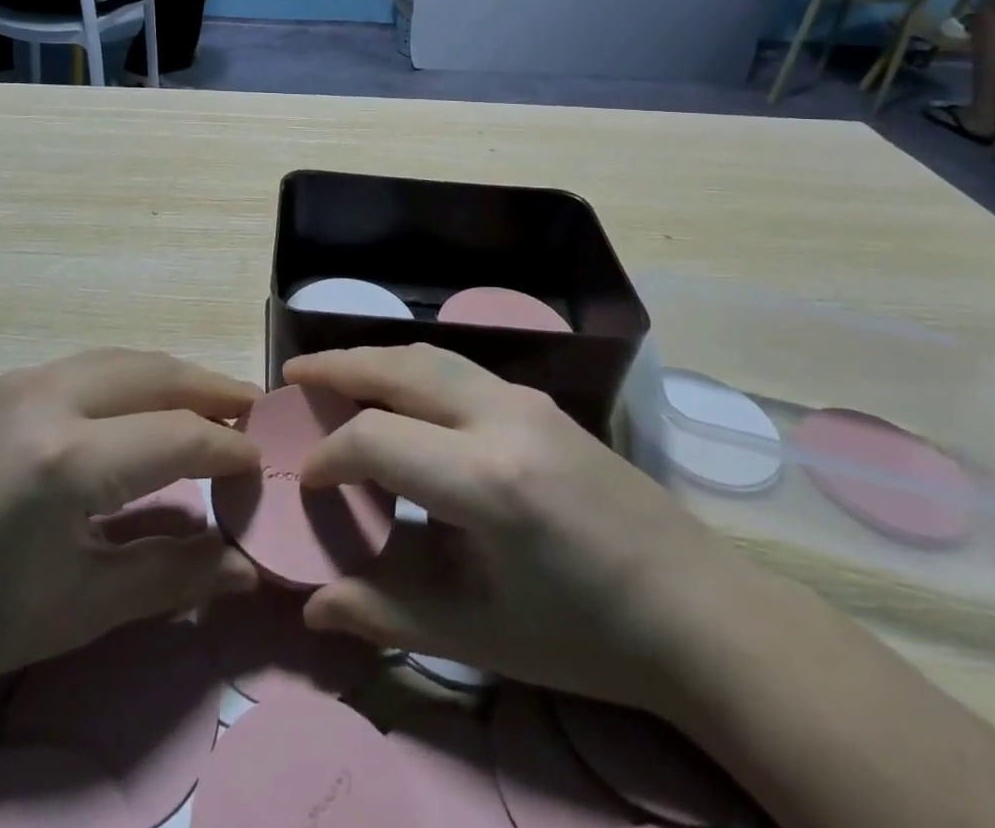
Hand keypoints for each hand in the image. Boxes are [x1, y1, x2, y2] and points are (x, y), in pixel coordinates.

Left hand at [0, 350, 260, 714]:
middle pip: (158, 373)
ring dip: (173, 377)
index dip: (229, 450)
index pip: (179, 436)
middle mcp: (49, 396)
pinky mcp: (3, 383)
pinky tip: (141, 408)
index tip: (260, 466)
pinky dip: (132, 379)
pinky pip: (90, 366)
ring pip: (125, 359)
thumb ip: (174, 576)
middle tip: (251, 412)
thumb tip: (246, 567)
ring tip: (208, 404)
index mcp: (68, 457)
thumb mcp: (84, 605)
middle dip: (213, 390)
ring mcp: (21, 380)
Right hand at [287, 345, 721, 713]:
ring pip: (432, 355)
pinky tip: (401, 394)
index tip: (305, 480)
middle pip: (401, 367)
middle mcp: (504, 418)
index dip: (329, 455)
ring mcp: (528, 401)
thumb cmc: (588, 639)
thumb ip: (389, 613)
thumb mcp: (482, 639)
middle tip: (294, 376)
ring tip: (335, 372)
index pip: (378, 440)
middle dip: (339, 366)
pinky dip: (414, 369)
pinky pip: (461, 368)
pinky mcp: (543, 401)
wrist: (701, 614)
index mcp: (488, 481)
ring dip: (377, 358)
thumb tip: (312, 607)